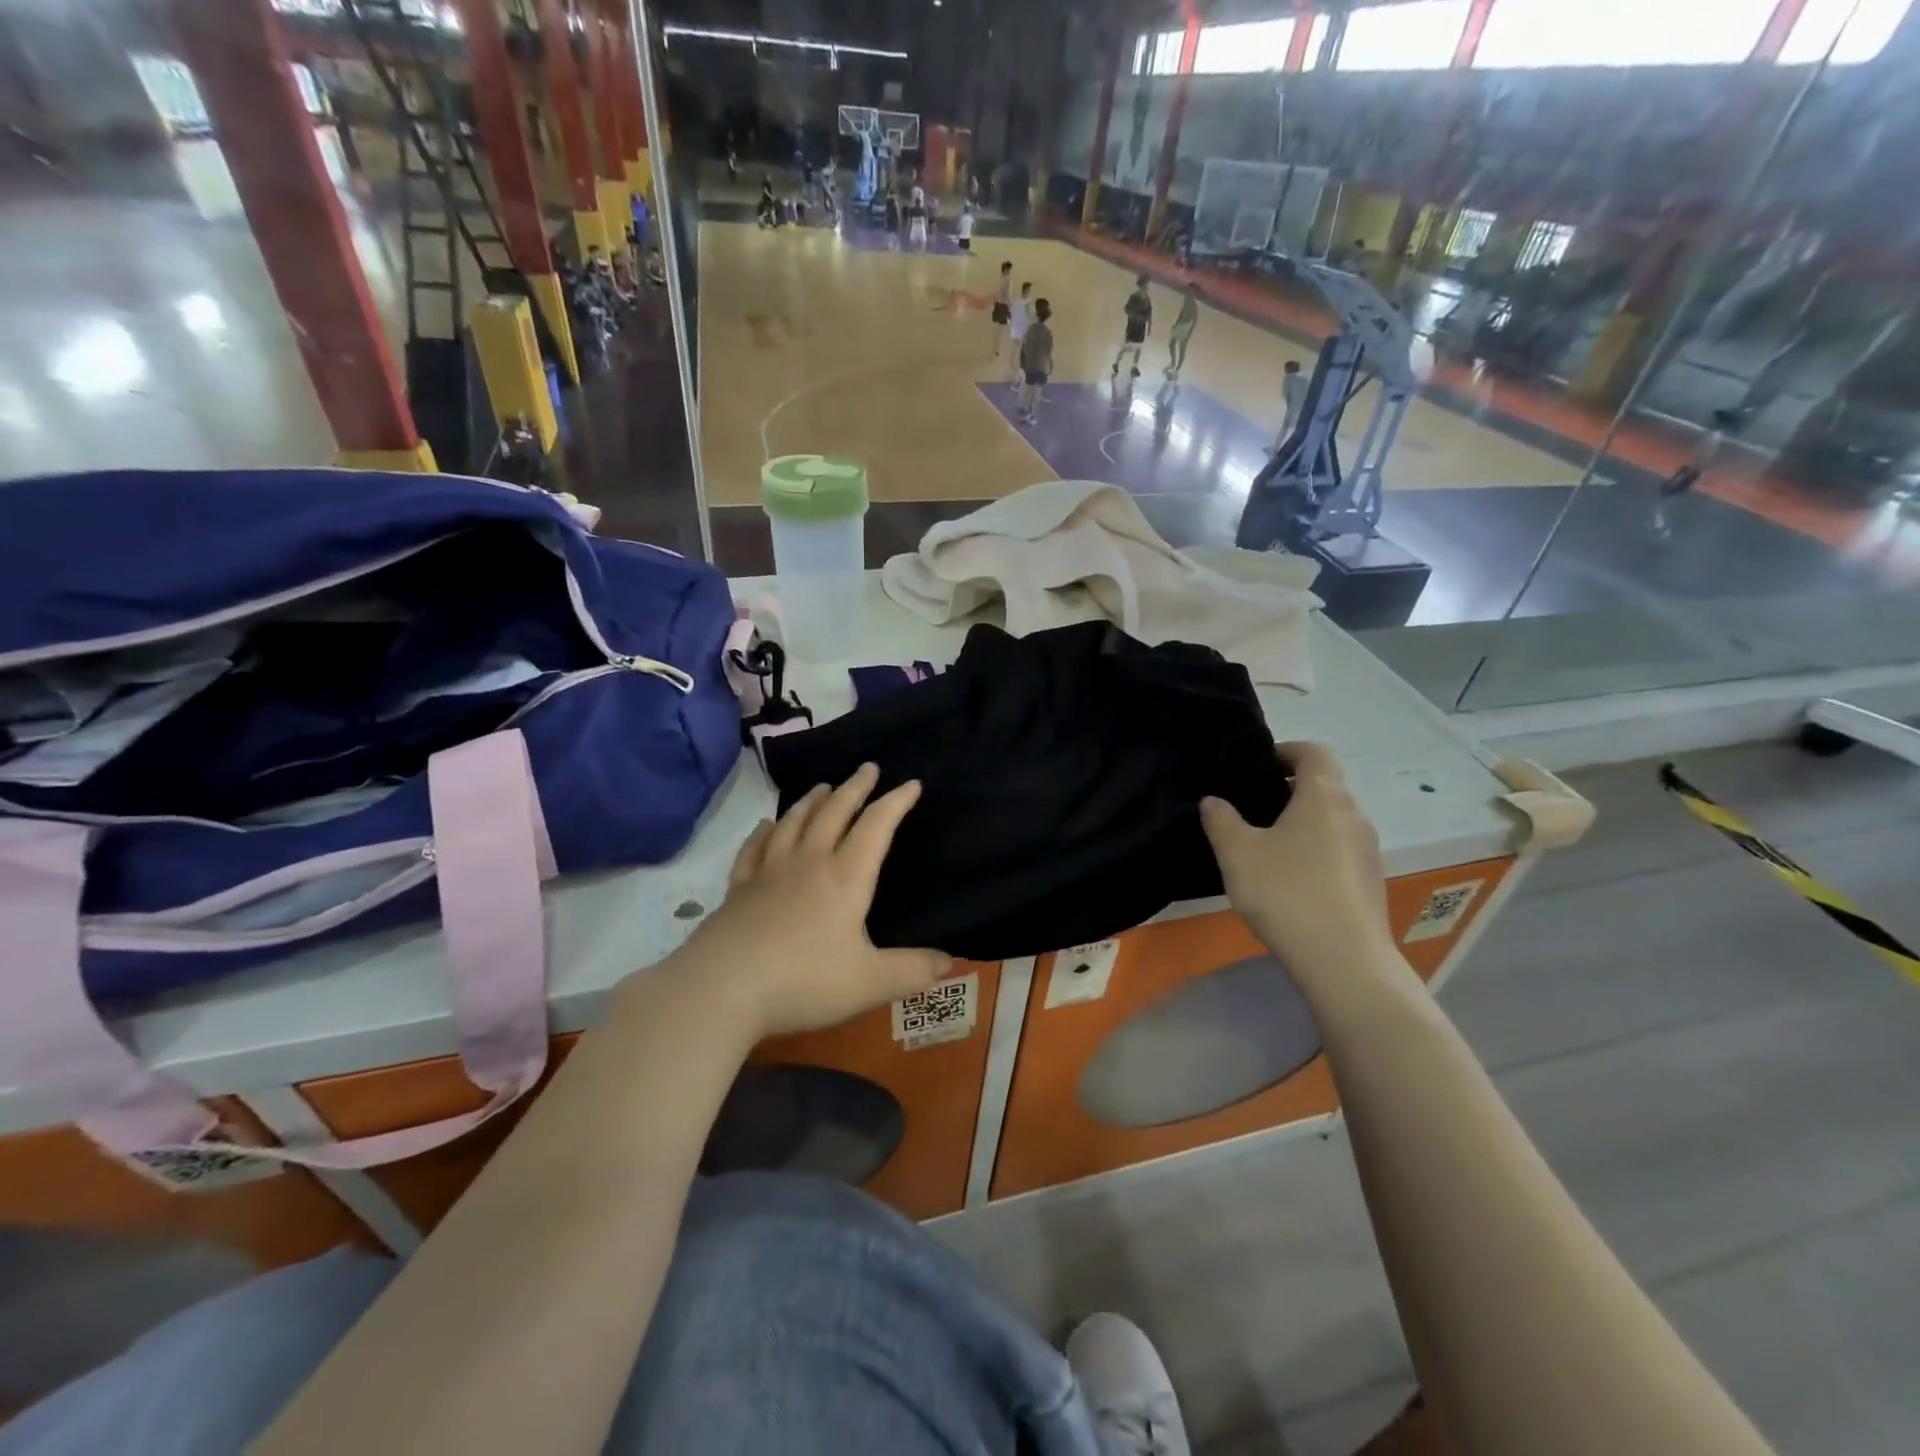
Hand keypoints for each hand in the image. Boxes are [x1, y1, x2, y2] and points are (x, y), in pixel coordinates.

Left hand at [680, 764, 952, 1041]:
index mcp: (845, 878)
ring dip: (812, 801)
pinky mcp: (738, 889)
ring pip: (794, 822)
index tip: (911, 783)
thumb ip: (912, 971)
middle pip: (834, 813)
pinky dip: (764, 831)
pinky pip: (754, 848)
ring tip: (823, 786)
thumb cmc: (803, 982)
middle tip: (867, 768)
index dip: (896, 802)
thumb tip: (948, 961)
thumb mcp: (870, 983)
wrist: (721, 988)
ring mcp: (768, 872)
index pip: (876, 826)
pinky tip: (766, 824)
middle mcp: (808, 863)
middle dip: (855, 788)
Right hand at [1200, 742, 1392, 990]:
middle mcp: (1353, 816)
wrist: (1343, 961)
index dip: (1286, 751)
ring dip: (1303, 822)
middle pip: (1325, 786)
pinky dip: (1315, 849)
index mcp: (1324, 797)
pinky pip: (1339, 849)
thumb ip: (1221, 820)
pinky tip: (1289, 878)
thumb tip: (1213, 801)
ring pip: (1332, 820)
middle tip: (1251, 806)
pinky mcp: (1369, 882)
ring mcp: (1368, 851)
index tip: (1258, 765)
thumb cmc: (1286, 893)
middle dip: (1290, 789)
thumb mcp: (1237, 853)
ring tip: (1266, 844)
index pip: (1314, 752)